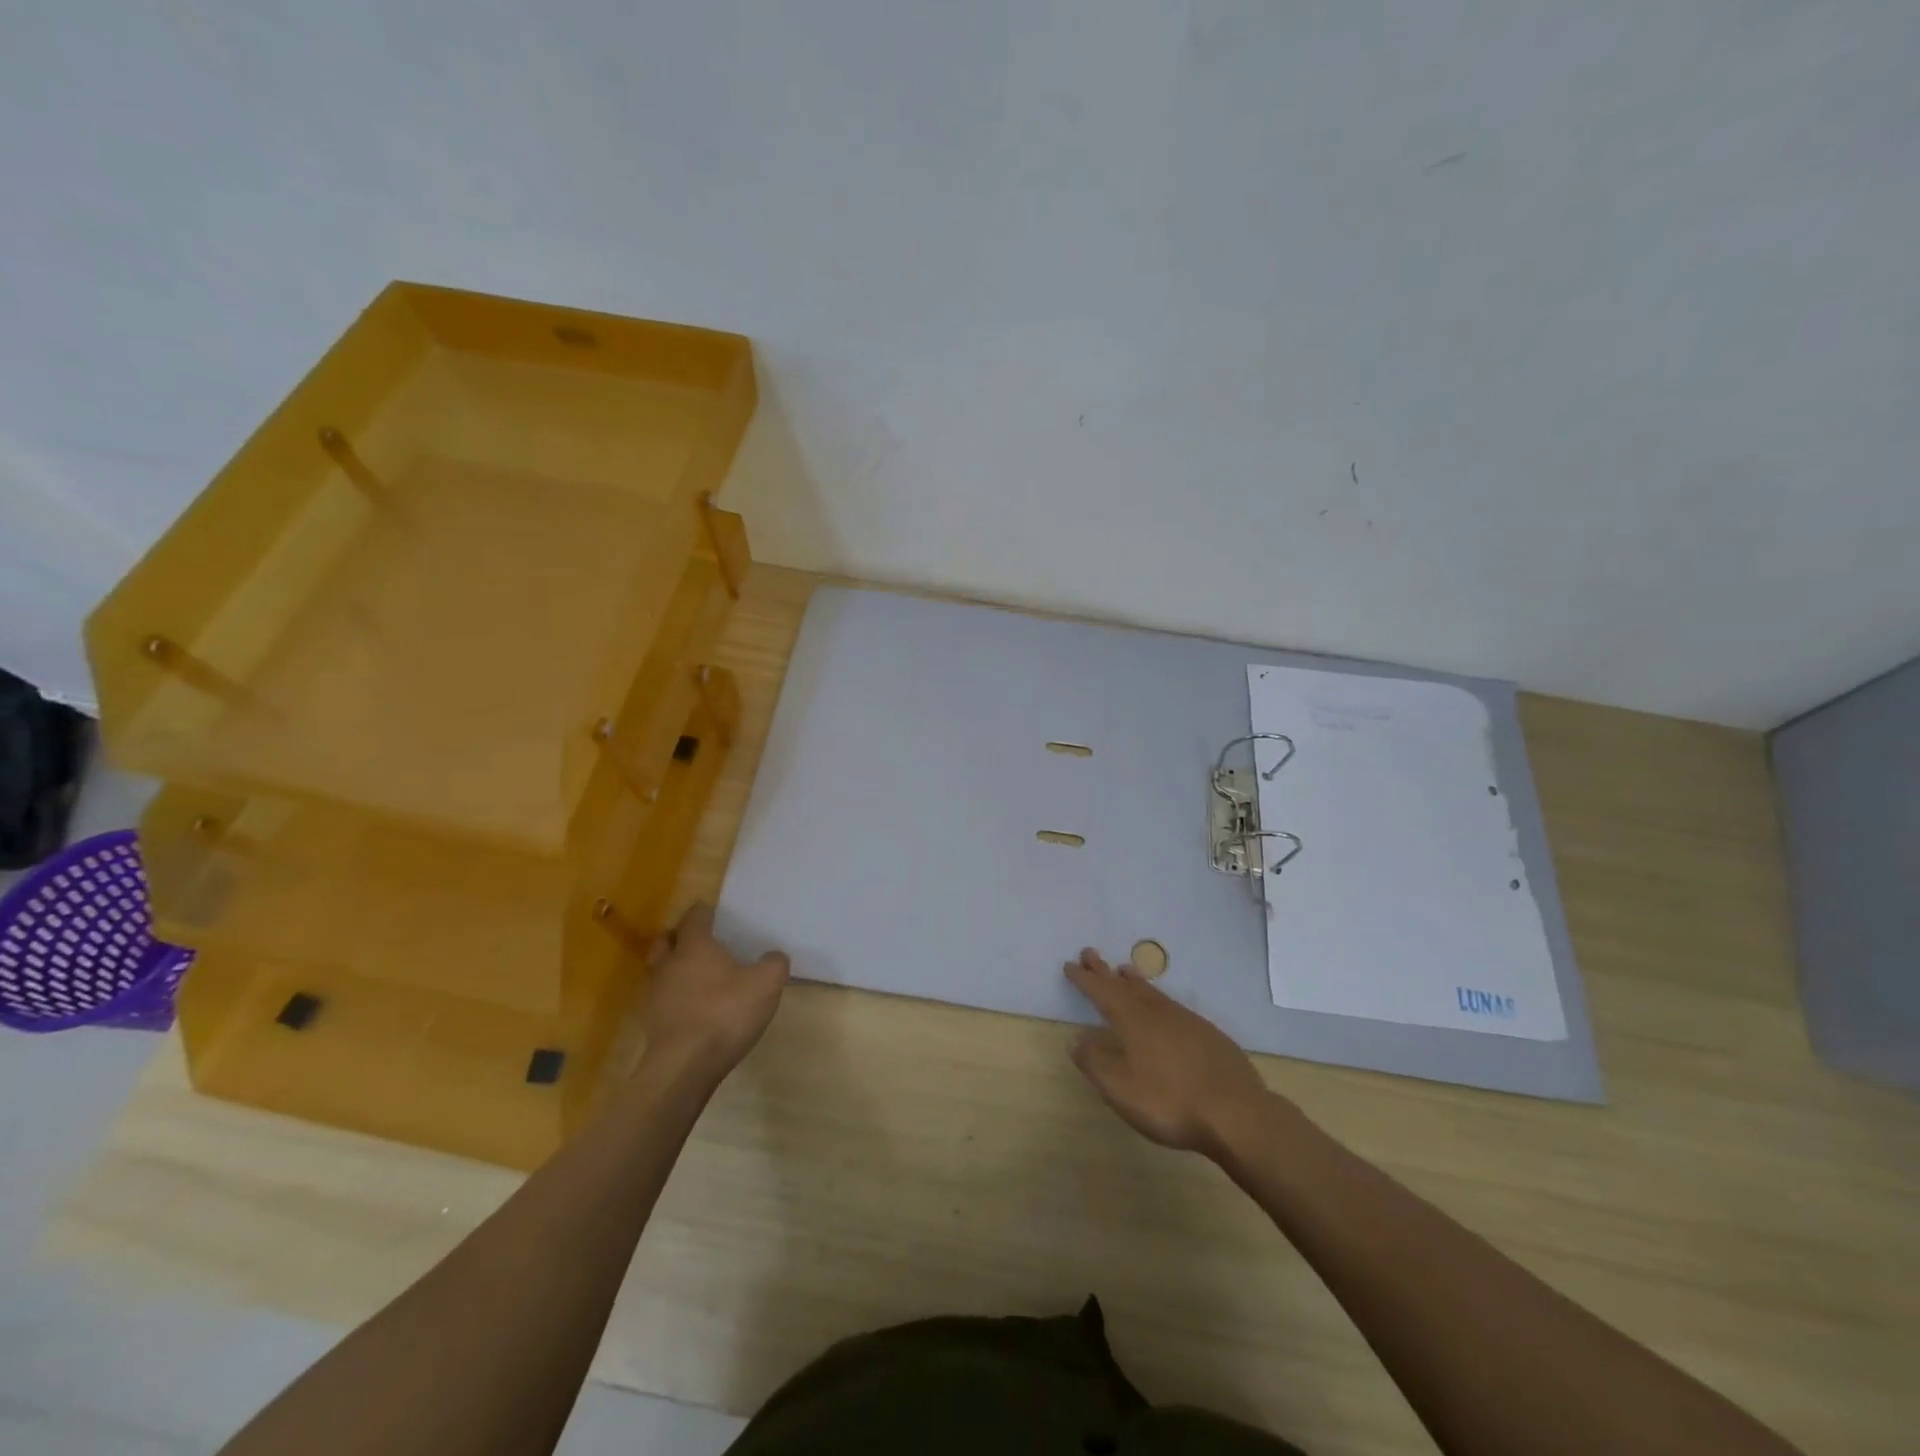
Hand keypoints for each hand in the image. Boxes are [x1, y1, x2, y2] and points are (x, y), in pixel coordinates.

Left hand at [641, 903, 789, 1081]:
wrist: (685, 1066)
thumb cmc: (725, 1012)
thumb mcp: (766, 983)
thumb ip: (774, 963)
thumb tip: (774, 956)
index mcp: (694, 946)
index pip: (694, 917)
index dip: (704, 912)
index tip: (714, 912)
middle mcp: (668, 964)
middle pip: (667, 940)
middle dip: (680, 935)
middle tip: (700, 939)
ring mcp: (656, 994)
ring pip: (660, 969)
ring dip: (674, 967)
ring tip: (696, 973)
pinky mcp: (653, 1023)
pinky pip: (662, 998)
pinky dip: (675, 995)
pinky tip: (693, 1005)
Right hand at [1064, 948, 1273, 1157]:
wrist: (1236, 1112)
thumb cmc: (1170, 1101)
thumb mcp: (1120, 1088)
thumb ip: (1094, 1062)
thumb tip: (1076, 1039)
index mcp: (1133, 1021)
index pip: (1102, 993)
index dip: (1085, 979)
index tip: (1071, 964)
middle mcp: (1158, 1012)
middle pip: (1126, 986)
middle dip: (1105, 971)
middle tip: (1090, 953)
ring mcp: (1186, 1021)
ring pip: (1152, 993)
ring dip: (1134, 980)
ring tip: (1124, 970)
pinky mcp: (1207, 1035)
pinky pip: (1173, 1005)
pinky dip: (1158, 997)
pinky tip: (1163, 1008)